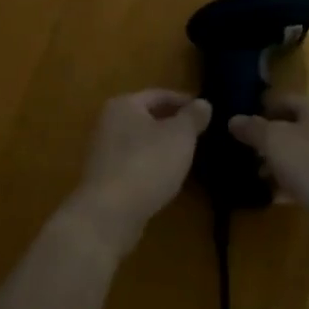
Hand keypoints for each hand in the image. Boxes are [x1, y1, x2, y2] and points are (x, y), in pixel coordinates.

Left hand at [64, 89, 212, 258]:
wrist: (109, 213)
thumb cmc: (147, 164)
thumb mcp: (180, 136)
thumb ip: (193, 117)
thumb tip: (203, 103)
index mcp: (123, 104)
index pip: (159, 95)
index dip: (184, 101)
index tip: (206, 112)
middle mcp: (108, 123)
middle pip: (147, 117)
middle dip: (172, 124)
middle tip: (200, 134)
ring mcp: (103, 152)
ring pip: (140, 141)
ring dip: (162, 146)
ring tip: (187, 155)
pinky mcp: (104, 178)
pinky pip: (134, 163)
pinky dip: (151, 165)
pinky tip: (167, 177)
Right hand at [228, 92, 308, 225]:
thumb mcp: (276, 142)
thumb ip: (253, 129)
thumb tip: (233, 119)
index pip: (280, 99)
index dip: (257, 110)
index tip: (235, 127)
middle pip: (291, 127)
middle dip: (266, 141)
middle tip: (241, 154)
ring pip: (301, 154)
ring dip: (278, 164)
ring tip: (254, 178)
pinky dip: (293, 184)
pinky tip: (276, 197)